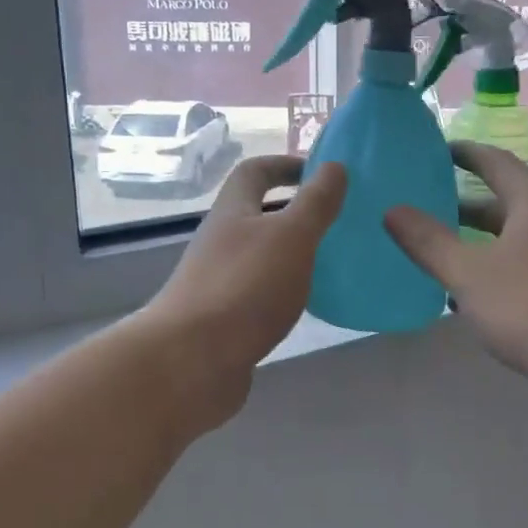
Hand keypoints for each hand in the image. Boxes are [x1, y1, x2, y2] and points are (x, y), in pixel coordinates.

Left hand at [138, 155, 346, 430]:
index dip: (285, 165)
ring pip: (259, 256)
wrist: (191, 362)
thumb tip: (334, 165)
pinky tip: (305, 307)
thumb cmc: (245, 288)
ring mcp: (217, 282)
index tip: (321, 173)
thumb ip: (316, 202)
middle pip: (256, 214)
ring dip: (290, 255)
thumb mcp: (291, 237)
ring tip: (330, 264)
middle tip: (336, 222)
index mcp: (232, 213)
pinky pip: (258, 294)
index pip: (255, 172)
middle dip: (293, 213)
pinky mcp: (222, 320)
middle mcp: (220, 242)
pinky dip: (282, 292)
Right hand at [384, 143, 527, 394]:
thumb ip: (428, 241)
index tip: (436, 150)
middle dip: (464, 204)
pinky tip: (467, 295)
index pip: (495, 162)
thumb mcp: (469, 273)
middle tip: (425, 205)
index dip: (465, 153)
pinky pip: (523, 268)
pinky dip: (494, 270)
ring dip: (477, 241)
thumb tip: (392, 210)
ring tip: (438, 249)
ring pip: (513, 239)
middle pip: (505, 202)